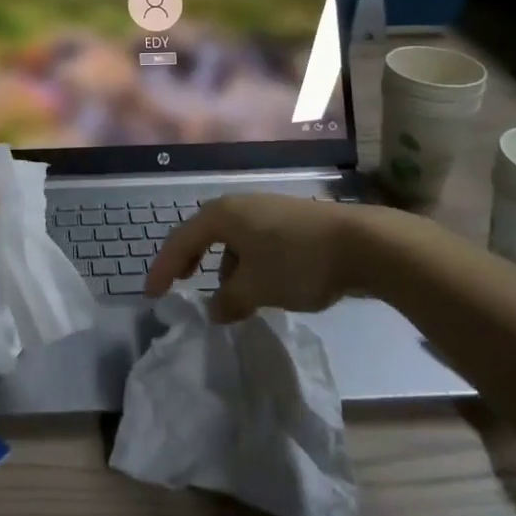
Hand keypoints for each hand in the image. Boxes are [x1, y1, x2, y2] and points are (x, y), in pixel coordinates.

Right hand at [146, 194, 367, 323]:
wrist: (363, 244)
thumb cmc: (297, 262)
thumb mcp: (256, 289)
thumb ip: (228, 301)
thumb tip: (214, 310)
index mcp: (223, 215)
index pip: (181, 241)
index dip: (164, 268)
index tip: (152, 295)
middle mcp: (240, 206)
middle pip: (204, 234)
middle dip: (191, 261)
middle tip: (182, 284)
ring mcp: (267, 211)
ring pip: (233, 239)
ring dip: (224, 266)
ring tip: (229, 296)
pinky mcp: (290, 221)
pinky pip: (255, 242)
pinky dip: (247, 263)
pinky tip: (261, 285)